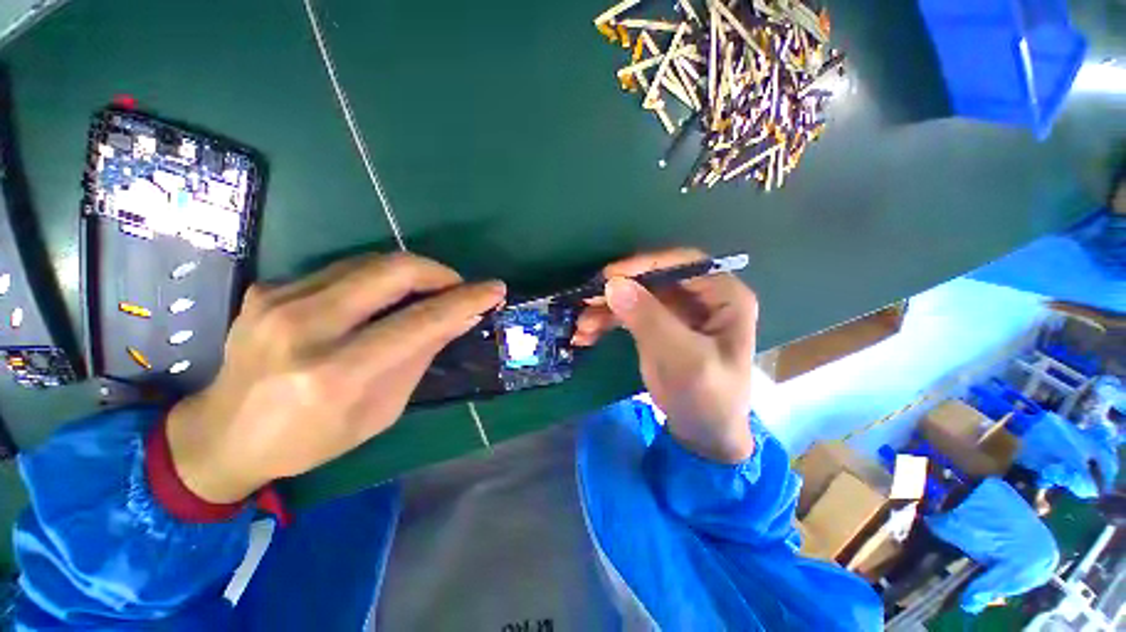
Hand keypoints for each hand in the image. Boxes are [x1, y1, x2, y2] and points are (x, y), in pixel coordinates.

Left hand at [166, 253, 505, 502]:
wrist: (223, 435)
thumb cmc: (313, 437)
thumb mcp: (381, 410)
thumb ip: (420, 356)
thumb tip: (459, 318)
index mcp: (337, 374)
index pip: (421, 321)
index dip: (466, 300)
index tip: (494, 289)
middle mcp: (305, 327)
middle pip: (393, 271)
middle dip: (439, 272)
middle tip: (457, 286)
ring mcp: (278, 300)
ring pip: (369, 262)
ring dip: (410, 272)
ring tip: (426, 292)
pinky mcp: (267, 288)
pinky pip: (341, 269)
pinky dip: (375, 279)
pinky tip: (379, 299)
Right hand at [573, 248, 757, 462]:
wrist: (703, 434)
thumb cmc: (707, 397)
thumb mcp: (683, 359)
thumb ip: (650, 320)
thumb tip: (613, 284)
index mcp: (723, 296)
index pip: (683, 263)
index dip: (646, 264)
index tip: (609, 276)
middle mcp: (700, 296)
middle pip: (653, 279)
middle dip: (618, 290)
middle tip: (586, 300)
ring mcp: (675, 311)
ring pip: (635, 295)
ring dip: (606, 309)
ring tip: (581, 327)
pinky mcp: (656, 325)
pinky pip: (628, 313)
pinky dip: (606, 321)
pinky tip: (586, 334)